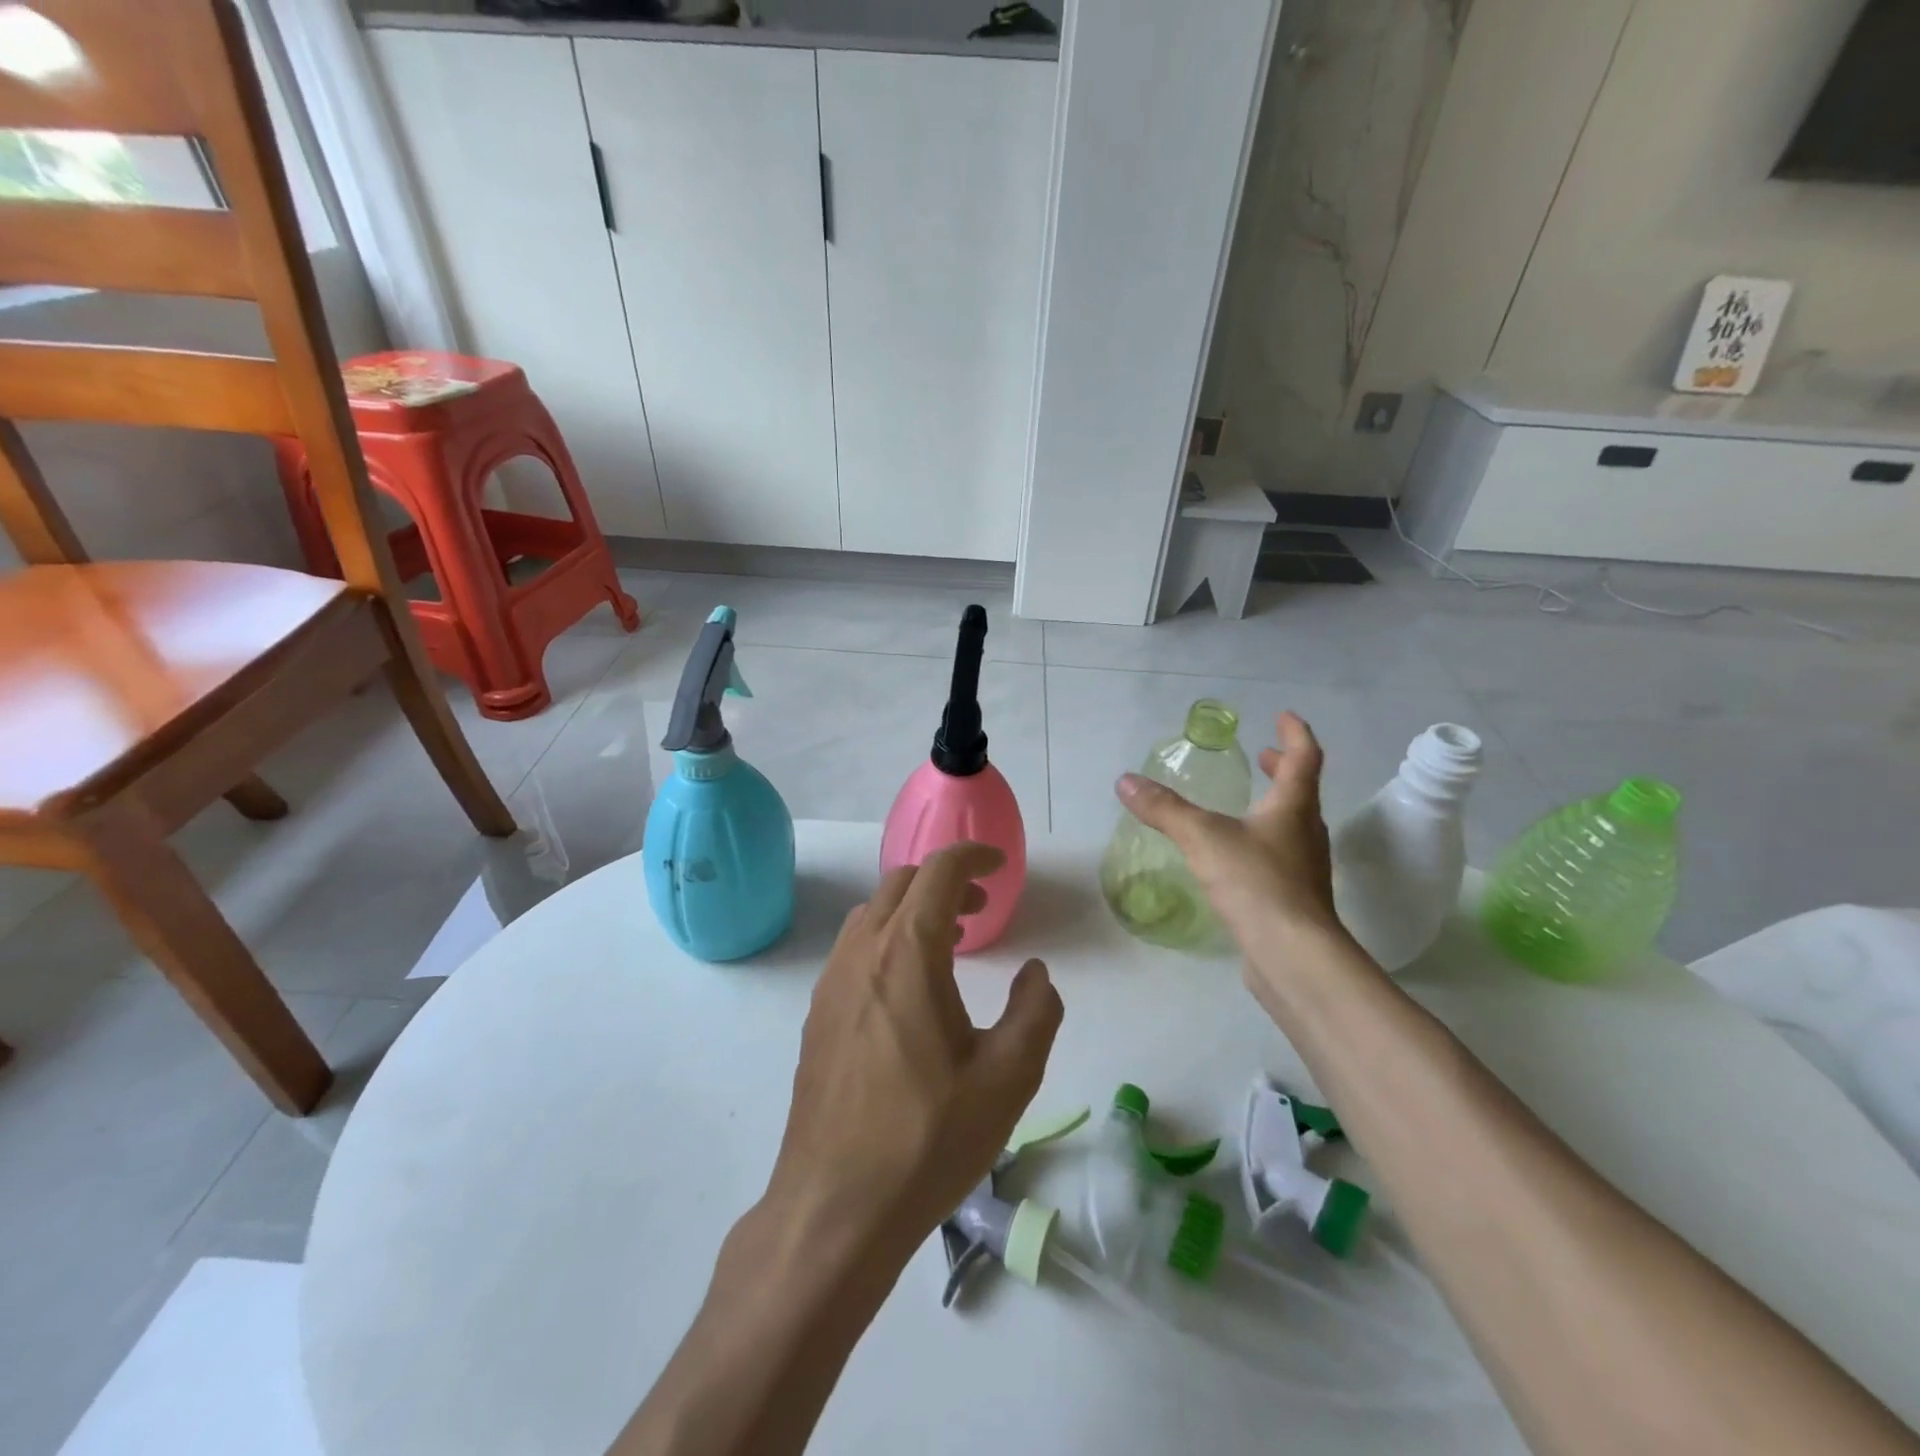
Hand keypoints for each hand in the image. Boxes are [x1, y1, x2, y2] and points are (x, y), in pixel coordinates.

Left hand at [764, 842, 1063, 1271]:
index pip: (937, 870)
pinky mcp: (817, 1014)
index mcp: (908, 953)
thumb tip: (1035, 973)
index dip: (972, 856)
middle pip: (901, 882)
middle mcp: (862, 952)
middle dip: (944, 880)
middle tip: (980, 908)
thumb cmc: (927, 1139)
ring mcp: (832, 982)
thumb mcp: (1007, 1078)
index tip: (1000, 867)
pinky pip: (855, 948)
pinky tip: (910, 990)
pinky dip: (888, 939)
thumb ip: (1034, 1011)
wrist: (835, 1208)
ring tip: (949, 945)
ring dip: (913, 909)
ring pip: (874, 914)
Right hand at [1115, 711, 1341, 944]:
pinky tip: (1238, 857)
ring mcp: (1304, 868)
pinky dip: (1263, 841)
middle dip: (1282, 769)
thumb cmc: (1256, 883)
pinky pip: (1281, 857)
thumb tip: (1125, 781)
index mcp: (1293, 808)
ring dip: (1274, 806)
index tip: (1284, 716)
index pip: (1303, 758)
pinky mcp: (1295, 899)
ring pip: (1293, 825)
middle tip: (1262, 756)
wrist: (1293, 956)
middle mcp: (1306, 833)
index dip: (1295, 734)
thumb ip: (1165, 809)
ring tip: (1247, 803)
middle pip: (1301, 791)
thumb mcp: (1203, 837)